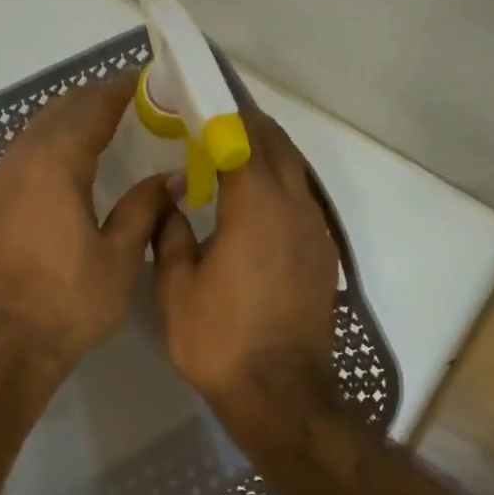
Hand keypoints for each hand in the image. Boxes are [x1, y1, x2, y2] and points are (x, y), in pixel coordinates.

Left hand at [0, 73, 172, 387]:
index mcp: (54, 164)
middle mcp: (17, 162)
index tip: (146, 81)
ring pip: (32, 135)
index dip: (120, 90)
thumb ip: (144, 209)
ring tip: (98, 130)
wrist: (1, 346)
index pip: (91, 108)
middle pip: (57, 113)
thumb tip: (169, 178)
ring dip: (65, 124)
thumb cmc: (68, 304)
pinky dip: (44, 151)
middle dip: (92, 102)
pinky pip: (18, 161)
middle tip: (128, 103)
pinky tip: (61, 169)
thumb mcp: (119, 258)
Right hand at [152, 106, 338, 435]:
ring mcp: (316, 232)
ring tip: (228, 159)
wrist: (279, 393)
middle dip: (245, 127)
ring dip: (265, 158)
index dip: (219, 113)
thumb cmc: (219, 340)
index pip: (242, 136)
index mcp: (256, 205)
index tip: (195, 101)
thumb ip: (170, 234)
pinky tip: (252, 207)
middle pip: (276, 146)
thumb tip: (171, 201)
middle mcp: (295, 207)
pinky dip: (277, 189)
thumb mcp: (176, 288)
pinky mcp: (322, 257)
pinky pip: (301, 203)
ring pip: (294, 174)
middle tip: (209, 125)